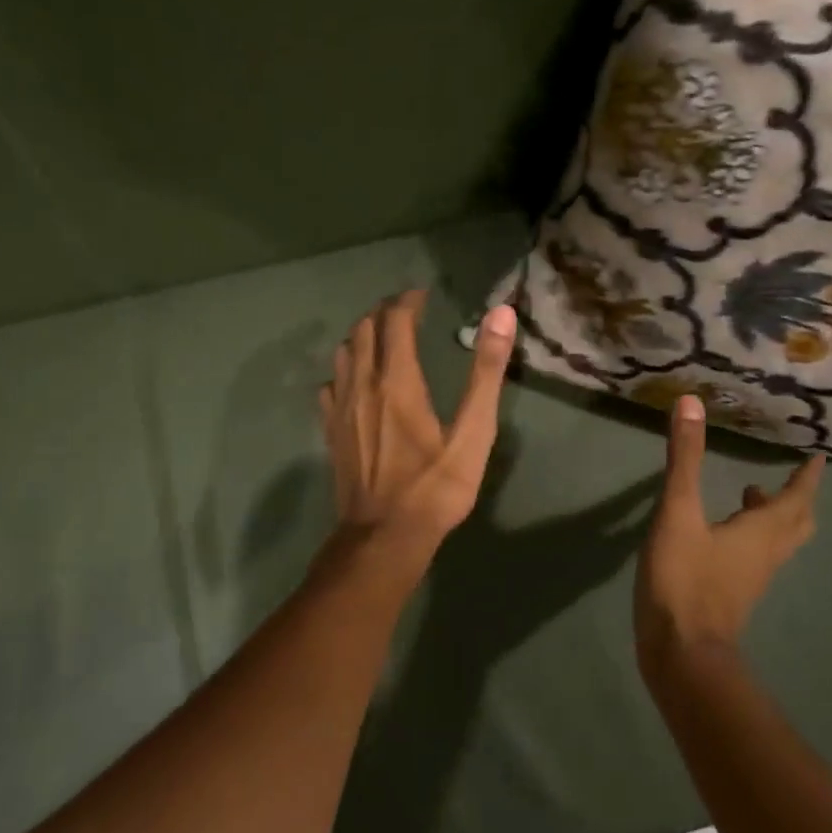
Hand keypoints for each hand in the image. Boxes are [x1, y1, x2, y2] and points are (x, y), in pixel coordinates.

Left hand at [319, 292, 516, 585]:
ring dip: (363, 336)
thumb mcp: (473, 433)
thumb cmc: (434, 487)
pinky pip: (332, 382)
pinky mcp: (330, 429)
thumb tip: (500, 315)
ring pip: (344, 352)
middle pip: (363, 328)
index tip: (423, 295)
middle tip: (407, 313)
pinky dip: (346, 368)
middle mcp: (362, 383)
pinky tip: (358, 381)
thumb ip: (486, 371)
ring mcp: (340, 407)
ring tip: (384, 339)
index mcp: (397, 379)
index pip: (395, 319)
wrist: (383, 537)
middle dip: (385, 313)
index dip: (408, 300)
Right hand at [636, 395, 824, 668]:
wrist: (681, 652)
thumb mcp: (678, 512)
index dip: (807, 476)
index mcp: (761, 532)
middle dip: (796, 497)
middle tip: (790, 474)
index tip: (818, 456)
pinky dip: (750, 535)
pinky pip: (755, 556)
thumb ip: (684, 459)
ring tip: (750, 493)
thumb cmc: (684, 578)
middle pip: (796, 523)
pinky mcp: (732, 594)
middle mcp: (766, 554)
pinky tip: (721, 531)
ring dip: (772, 516)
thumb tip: (691, 403)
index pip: (796, 498)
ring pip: (777, 542)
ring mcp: (751, 578)